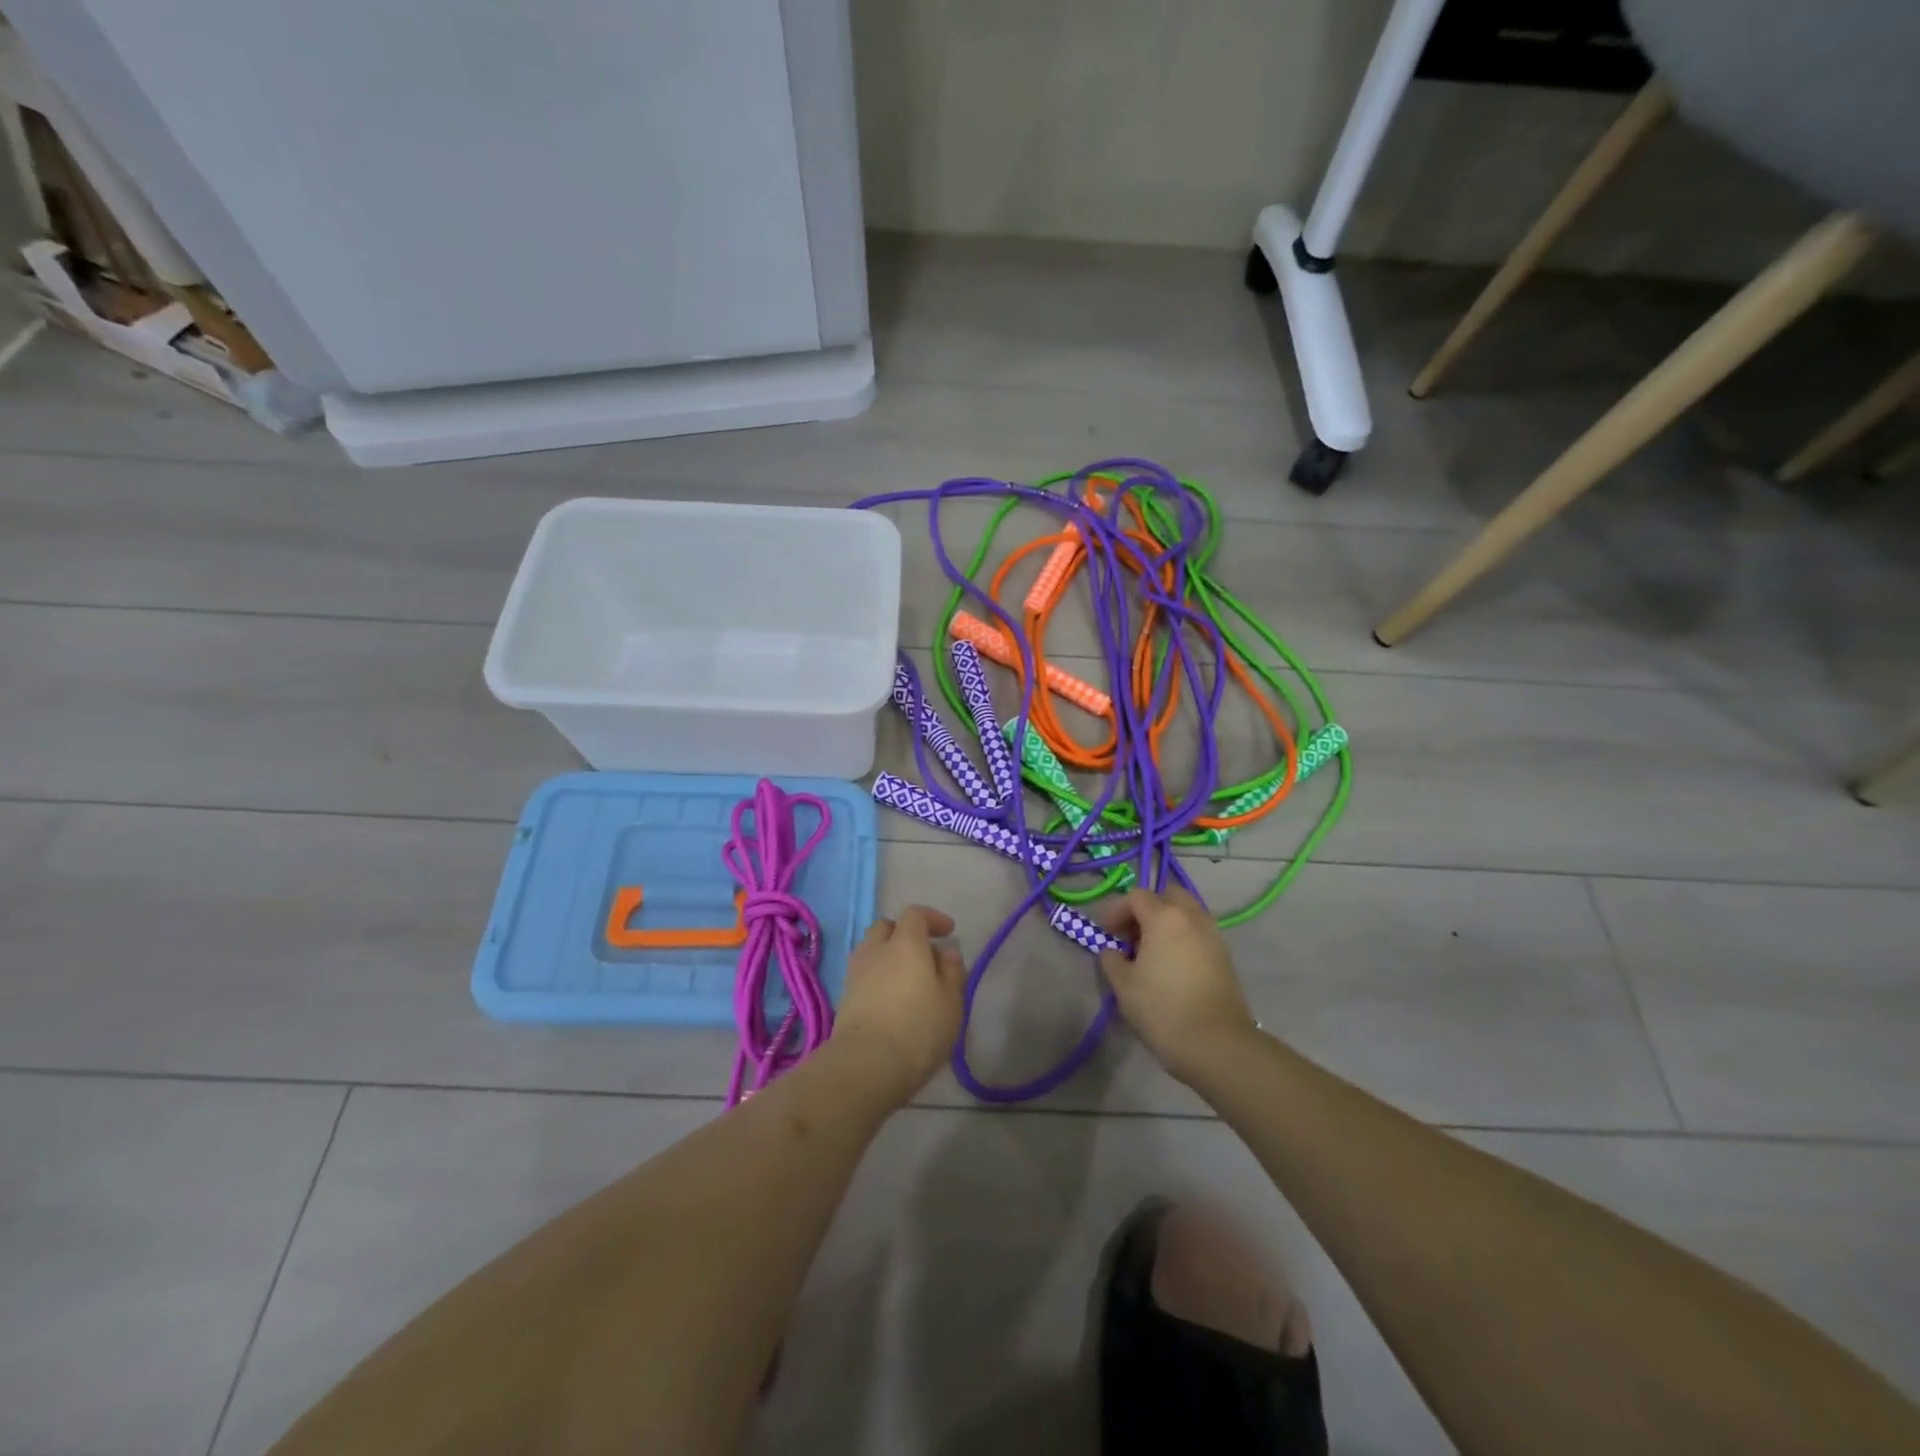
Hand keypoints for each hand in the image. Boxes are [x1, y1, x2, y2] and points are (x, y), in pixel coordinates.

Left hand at [831, 906, 965, 1103]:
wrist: (866, 1064)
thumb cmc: (918, 1028)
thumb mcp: (951, 1001)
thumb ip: (952, 971)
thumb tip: (947, 951)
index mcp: (906, 942)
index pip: (915, 914)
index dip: (933, 918)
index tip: (949, 932)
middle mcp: (877, 949)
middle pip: (887, 927)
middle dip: (905, 933)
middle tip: (924, 953)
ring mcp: (856, 972)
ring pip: (872, 949)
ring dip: (889, 954)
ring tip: (907, 977)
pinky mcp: (844, 996)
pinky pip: (864, 972)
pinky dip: (878, 975)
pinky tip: (891, 997)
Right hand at [1098, 887, 1257, 1083]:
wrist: (1217, 1044)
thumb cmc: (1162, 1009)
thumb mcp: (1123, 985)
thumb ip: (1112, 960)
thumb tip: (1113, 951)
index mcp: (1165, 917)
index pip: (1136, 897)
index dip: (1116, 911)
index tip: (1106, 934)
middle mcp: (1192, 917)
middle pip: (1167, 895)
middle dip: (1146, 908)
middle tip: (1131, 934)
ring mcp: (1213, 935)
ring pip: (1187, 912)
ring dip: (1166, 922)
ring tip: (1151, 951)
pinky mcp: (1225, 956)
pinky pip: (1198, 932)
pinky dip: (1183, 937)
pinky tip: (1172, 965)